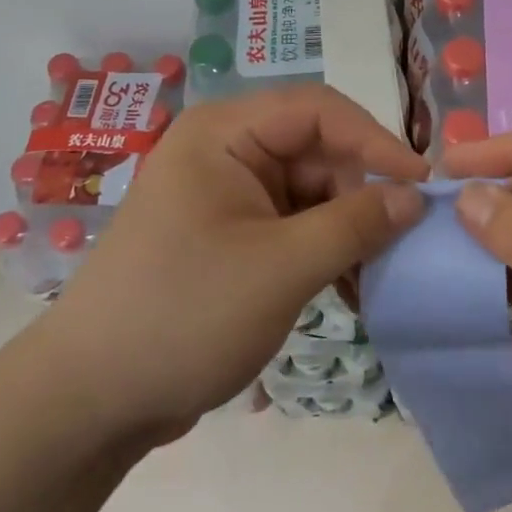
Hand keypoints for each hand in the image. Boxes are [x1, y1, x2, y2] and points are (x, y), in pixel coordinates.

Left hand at [51, 84, 427, 444]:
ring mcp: (226, 195)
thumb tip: (416, 196)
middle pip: (316, 150)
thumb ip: (356, 224)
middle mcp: (225, 151)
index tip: (423, 184)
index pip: (318, 110)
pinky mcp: (230, 235)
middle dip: (363, 193)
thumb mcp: (282, 268)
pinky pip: (293, 224)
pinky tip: (351, 289)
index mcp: (225, 133)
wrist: (88, 401)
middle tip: (404, 241)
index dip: (376, 140)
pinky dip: (324, 250)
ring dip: (348, 228)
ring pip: (310, 191)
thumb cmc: (184, 315)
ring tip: (379, 275)